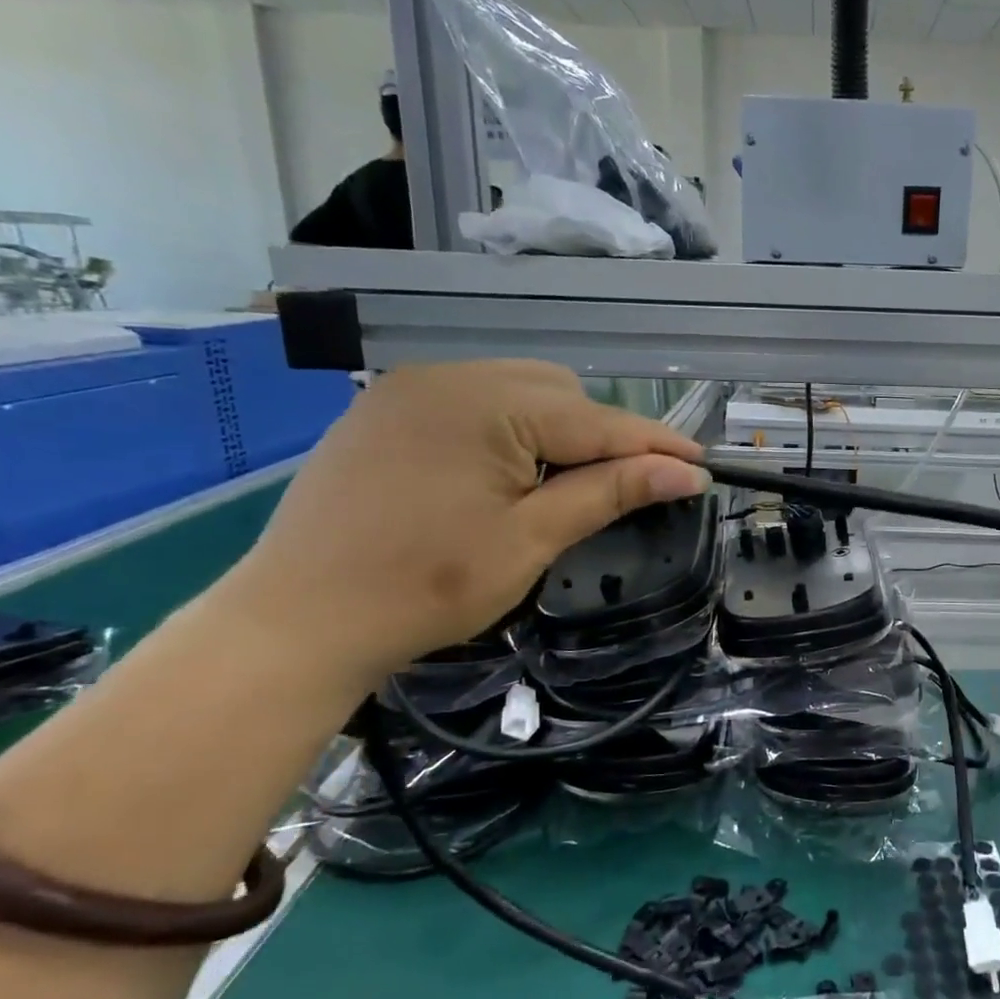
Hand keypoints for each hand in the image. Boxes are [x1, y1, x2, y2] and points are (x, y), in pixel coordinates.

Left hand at [220, 361, 706, 680]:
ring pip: (518, 392)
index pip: (596, 420)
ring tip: (570, 482)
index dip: (655, 445)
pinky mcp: (387, 411)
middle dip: (603, 436)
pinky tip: (510, 471)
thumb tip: (687, 473)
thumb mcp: (530, 540)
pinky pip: (474, 402)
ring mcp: (410, 389)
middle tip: (630, 486)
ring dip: (558, 430)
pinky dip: (511, 429)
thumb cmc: (424, 588)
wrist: (296, 623)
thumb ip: (610, 492)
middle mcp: (447, 375)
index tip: (703, 465)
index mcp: (484, 403)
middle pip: (560, 394)